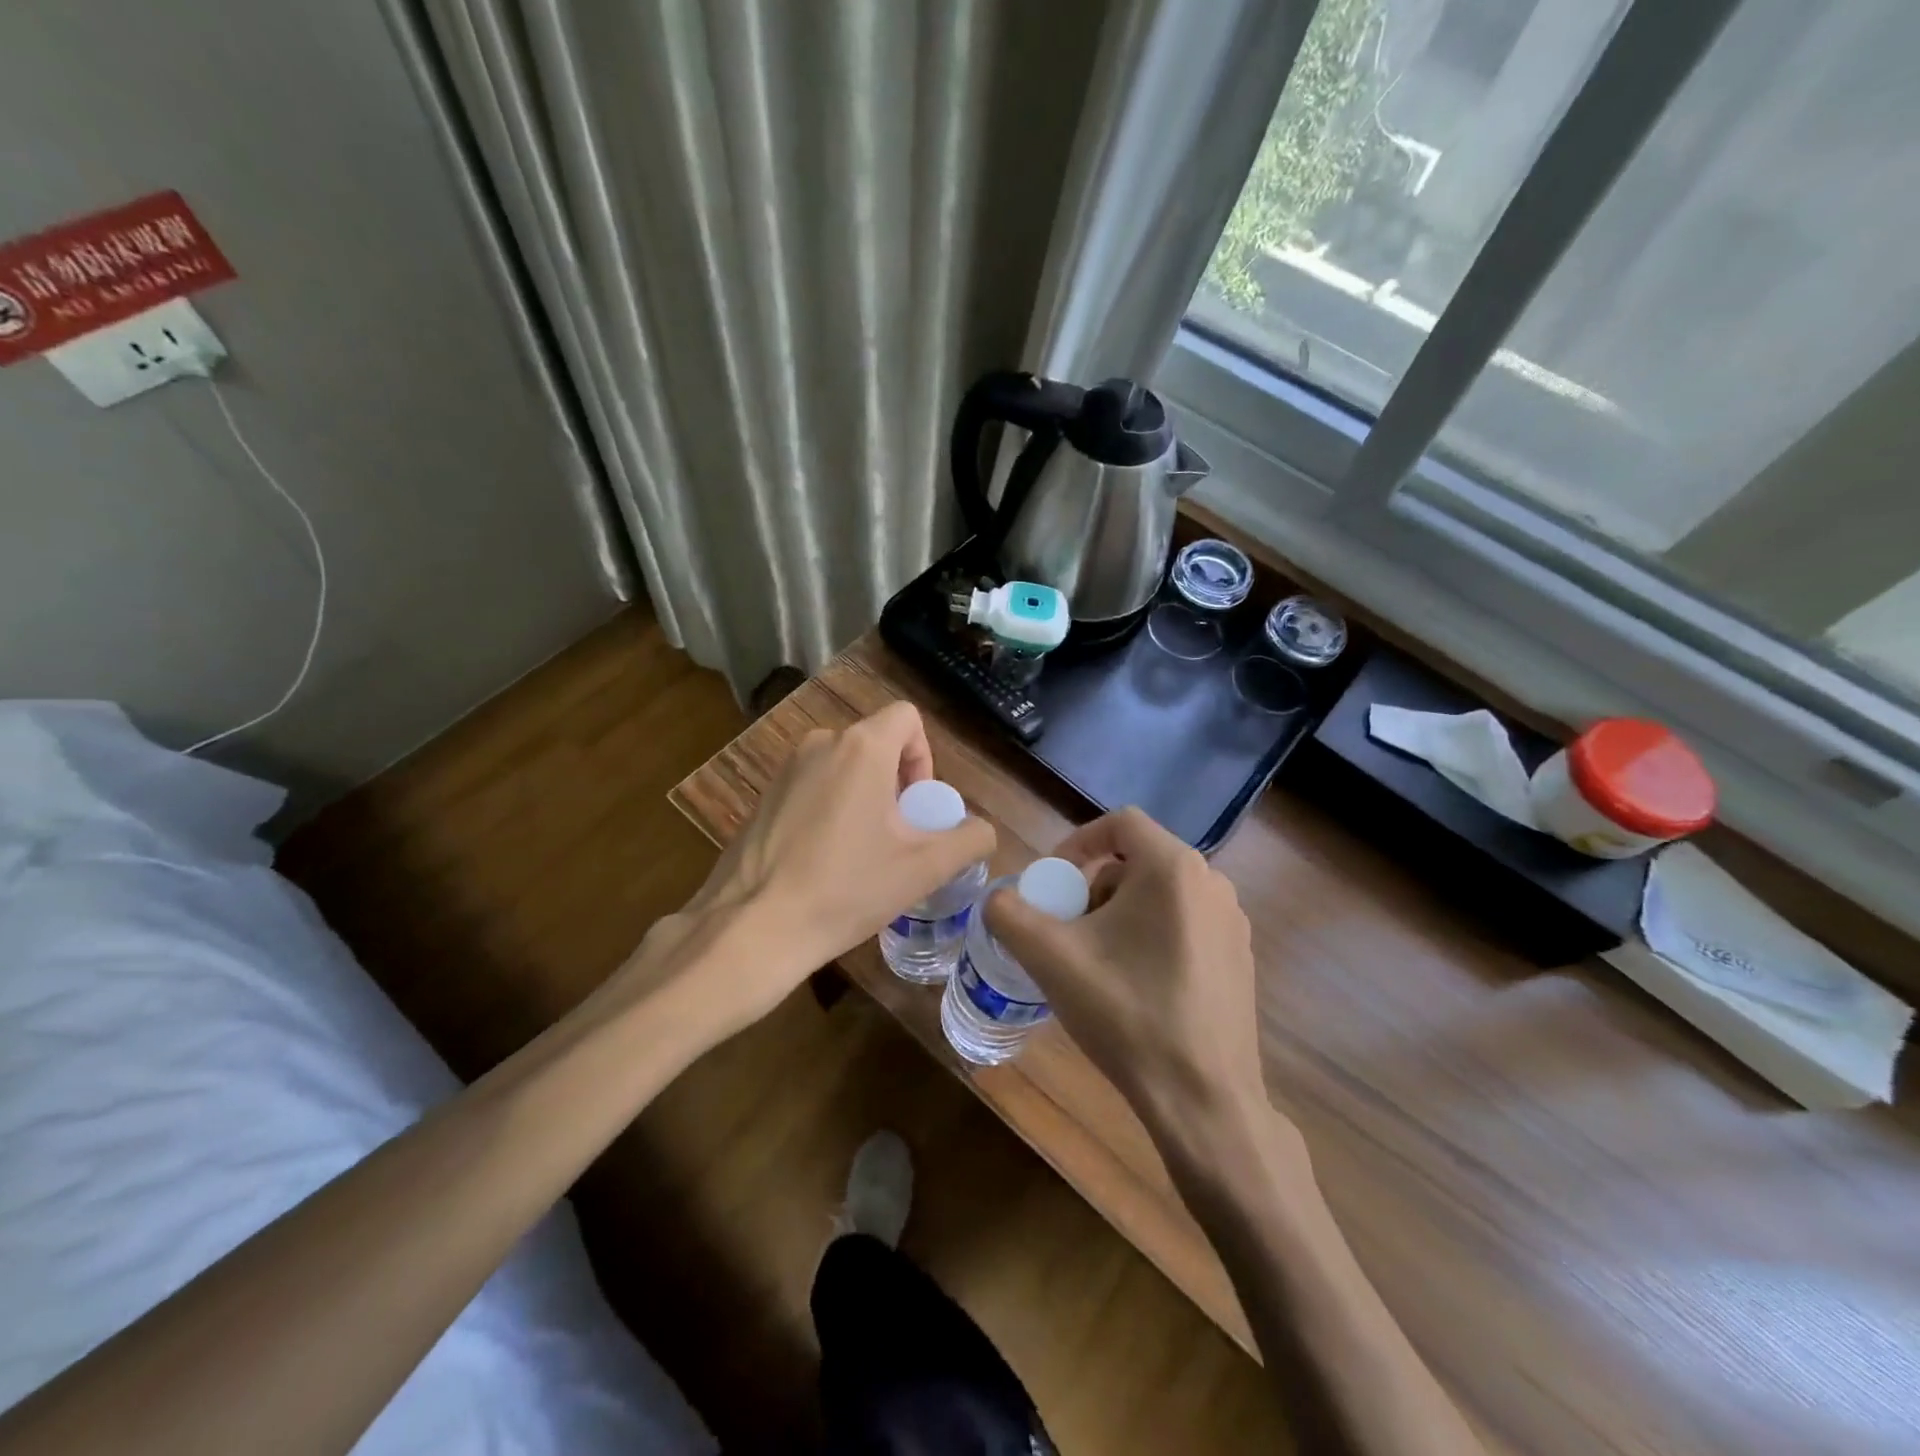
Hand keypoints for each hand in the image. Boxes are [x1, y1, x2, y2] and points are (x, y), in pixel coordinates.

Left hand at [648, 702, 994, 1036]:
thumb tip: (982, 832)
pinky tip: (824, 860)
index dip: (924, 756)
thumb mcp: (924, 868)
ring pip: (843, 766)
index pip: (907, 718)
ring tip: (862, 853)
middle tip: (897, 837)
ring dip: (863, 797)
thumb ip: (968, 840)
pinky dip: (830, 809)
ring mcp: (785, 769)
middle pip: (875, 744)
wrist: (754, 927)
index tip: (918, 806)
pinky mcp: (763, 796)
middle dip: (896, 782)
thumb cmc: (846, 889)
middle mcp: (820, 743)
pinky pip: (812, 786)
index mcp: (861, 748)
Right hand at [984, 807, 1265, 1137]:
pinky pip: (1184, 924)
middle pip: (1138, 861)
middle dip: (1093, 887)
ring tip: (1096, 962)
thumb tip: (998, 901)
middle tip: (1068, 930)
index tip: (1053, 882)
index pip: (1120, 823)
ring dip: (1119, 914)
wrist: (1203, 1100)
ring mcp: (1232, 923)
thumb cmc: (1127, 1014)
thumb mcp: (1051, 958)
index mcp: (1174, 868)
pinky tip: (1134, 987)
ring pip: (1160, 895)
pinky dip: (1150, 936)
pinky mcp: (1239, 959)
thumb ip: (1009, 915)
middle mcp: (1212, 883)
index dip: (1078, 843)